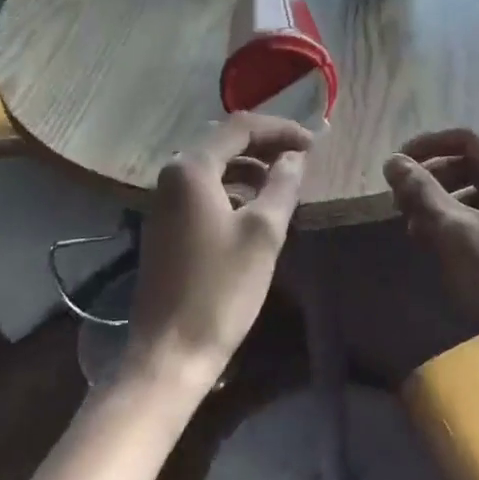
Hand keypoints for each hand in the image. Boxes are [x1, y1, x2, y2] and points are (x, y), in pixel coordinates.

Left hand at [124, 114, 311, 392]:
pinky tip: (255, 207)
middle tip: (302, 156)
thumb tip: (294, 157)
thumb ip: (282, 185)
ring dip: (249, 167)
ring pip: (214, 167)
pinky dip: (233, 188)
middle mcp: (171, 175)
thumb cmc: (221, 288)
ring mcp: (164, 201)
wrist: (171, 352)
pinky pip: (204, 190)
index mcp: (191, 168)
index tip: (314, 143)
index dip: (280, 129)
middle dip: (264, 144)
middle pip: (224, 142)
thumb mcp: (263, 233)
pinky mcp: (166, 226)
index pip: (240, 127)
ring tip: (284, 181)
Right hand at [383, 128, 478, 366]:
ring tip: (418, 232)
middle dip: (435, 180)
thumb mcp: (452, 233)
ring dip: (447, 206)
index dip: (428, 146)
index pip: (467, 140)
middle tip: (403, 203)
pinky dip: (466, 226)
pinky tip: (446, 252)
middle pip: (476, 167)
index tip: (397, 164)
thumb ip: (421, 192)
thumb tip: (394, 162)